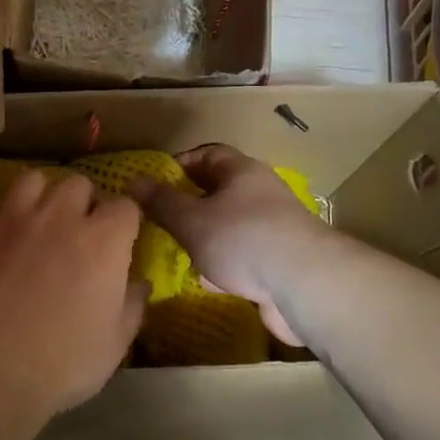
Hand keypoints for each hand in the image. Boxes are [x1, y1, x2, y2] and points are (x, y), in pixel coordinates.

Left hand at [0, 169, 147, 418]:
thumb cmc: (64, 358)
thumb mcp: (115, 343)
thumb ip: (131, 307)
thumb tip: (140, 285)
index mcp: (104, 240)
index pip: (125, 206)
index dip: (125, 220)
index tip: (123, 238)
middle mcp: (62, 217)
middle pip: (79, 183)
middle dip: (84, 200)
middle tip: (82, 228)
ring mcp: (16, 220)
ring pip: (32, 180)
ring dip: (42, 194)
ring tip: (41, 218)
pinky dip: (1, 219)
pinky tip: (2, 240)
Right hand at [127, 145, 328, 346]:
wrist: (305, 285)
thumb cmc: (243, 239)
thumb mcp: (192, 219)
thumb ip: (162, 202)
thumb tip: (133, 181)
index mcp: (242, 172)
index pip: (208, 154)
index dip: (180, 164)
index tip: (154, 182)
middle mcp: (260, 194)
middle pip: (219, 191)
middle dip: (190, 206)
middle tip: (161, 220)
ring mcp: (273, 229)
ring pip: (230, 226)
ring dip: (206, 239)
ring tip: (179, 253)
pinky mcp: (280, 261)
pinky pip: (244, 256)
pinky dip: (225, 266)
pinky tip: (209, 282)